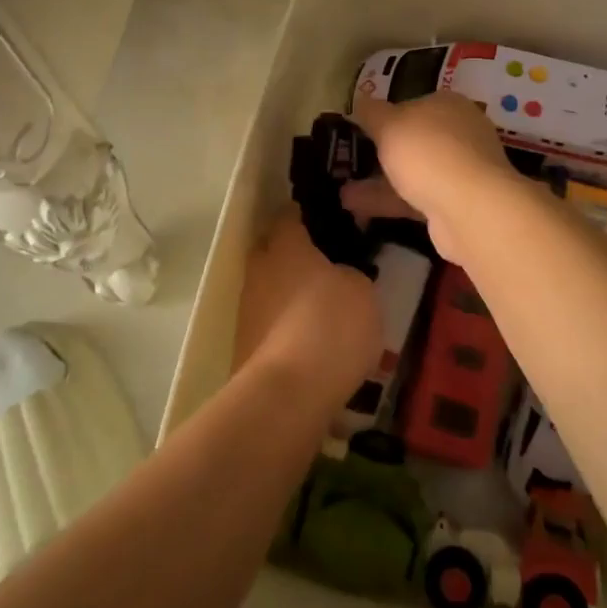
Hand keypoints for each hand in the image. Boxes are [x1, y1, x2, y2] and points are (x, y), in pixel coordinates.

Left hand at [234, 214, 381, 401]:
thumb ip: (349, 273)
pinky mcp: (244, 344)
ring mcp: (247, 308)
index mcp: (285, 245)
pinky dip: (285, 328)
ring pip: (269, 289)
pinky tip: (309, 344)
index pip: (289, 216)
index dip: (305, 217)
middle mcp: (259, 269)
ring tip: (320, 312)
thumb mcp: (361, 290)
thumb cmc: (330, 324)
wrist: (289, 391)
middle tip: (325, 267)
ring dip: (288, 295)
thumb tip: (339, 275)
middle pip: (272, 251)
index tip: (326, 223)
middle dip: (292, 256)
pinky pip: (269, 324)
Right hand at [343, 94, 516, 262]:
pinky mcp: (456, 203)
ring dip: (378, 182)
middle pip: (414, 140)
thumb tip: (360, 100)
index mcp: (448, 105)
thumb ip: (371, 112)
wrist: (470, 208)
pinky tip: (355, 208)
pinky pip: (415, 198)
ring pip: (413, 172)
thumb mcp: (389, 125)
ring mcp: (460, 170)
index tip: (359, 129)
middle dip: (381, 153)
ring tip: (343, 192)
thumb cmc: (428, 152)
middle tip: (351, 161)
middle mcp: (459, 133)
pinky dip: (388, 202)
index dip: (385, 115)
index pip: (413, 104)